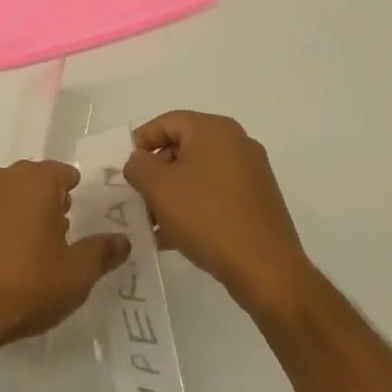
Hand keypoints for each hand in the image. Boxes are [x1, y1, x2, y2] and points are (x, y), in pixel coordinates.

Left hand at [0, 160, 131, 360]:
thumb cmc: (23, 286)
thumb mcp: (75, 275)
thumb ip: (102, 252)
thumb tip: (122, 239)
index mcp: (35, 180)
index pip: (64, 173)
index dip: (77, 194)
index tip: (84, 219)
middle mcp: (3, 177)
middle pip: (36, 181)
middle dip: (52, 203)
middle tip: (64, 238)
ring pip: (11, 196)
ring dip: (25, 214)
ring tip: (37, 253)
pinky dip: (2, 227)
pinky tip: (6, 261)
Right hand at [124, 111, 309, 316]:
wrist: (266, 270)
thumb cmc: (207, 217)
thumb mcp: (158, 187)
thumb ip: (138, 166)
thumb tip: (140, 161)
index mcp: (214, 129)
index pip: (167, 122)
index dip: (141, 141)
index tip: (125, 168)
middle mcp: (237, 143)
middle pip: (183, 147)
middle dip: (156, 172)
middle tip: (138, 196)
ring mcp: (251, 173)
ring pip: (198, 174)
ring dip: (172, 193)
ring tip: (153, 222)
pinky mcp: (258, 201)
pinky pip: (216, 194)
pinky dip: (194, 206)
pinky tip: (175, 236)